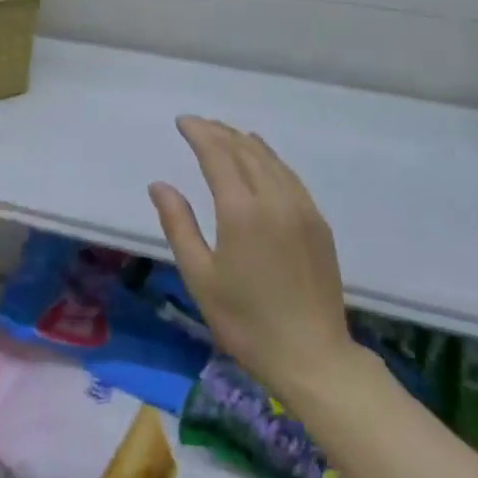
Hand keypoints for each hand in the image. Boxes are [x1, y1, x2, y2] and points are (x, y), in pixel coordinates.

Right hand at [149, 116, 356, 403]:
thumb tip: (160, 185)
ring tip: (224, 134)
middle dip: (219, 132)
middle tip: (198, 124)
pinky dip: (269, 159)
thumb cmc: (246, 321)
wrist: (312, 356)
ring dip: (244, 142)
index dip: (199, 133)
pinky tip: (261, 159)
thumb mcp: (200, 276)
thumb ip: (178, 225)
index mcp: (241, 211)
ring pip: (270, 160)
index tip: (182, 121)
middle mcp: (274, 199)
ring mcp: (302, 209)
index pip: (218, 154)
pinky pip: (289, 176)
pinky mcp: (318, 223)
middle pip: (245, 150)